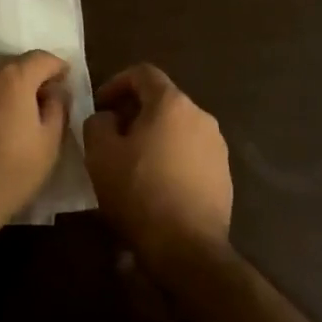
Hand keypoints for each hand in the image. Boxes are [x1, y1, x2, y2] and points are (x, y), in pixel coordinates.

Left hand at [0, 51, 70, 232]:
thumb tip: (56, 90)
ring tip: (15, 108)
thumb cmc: (11, 173)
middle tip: (43, 96)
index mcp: (13, 77)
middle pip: (13, 62)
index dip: (58, 67)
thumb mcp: (49, 143)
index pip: (41, 58)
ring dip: (5, 83)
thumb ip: (57, 107)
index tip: (66, 80)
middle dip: (30, 73)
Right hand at [83, 64, 232, 270]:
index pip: (143, 73)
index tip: (99, 106)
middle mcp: (201, 117)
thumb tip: (109, 118)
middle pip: (162, 101)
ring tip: (131, 162)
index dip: (116, 83)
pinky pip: (191, 153)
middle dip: (134, 112)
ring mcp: (217, 146)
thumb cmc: (139, 192)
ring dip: (153, 136)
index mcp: (172, 104)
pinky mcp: (224, 174)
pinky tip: (156, 184)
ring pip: (178, 128)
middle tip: (111, 135)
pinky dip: (171, 158)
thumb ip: (98, 123)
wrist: (187, 248)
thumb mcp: (100, 154)